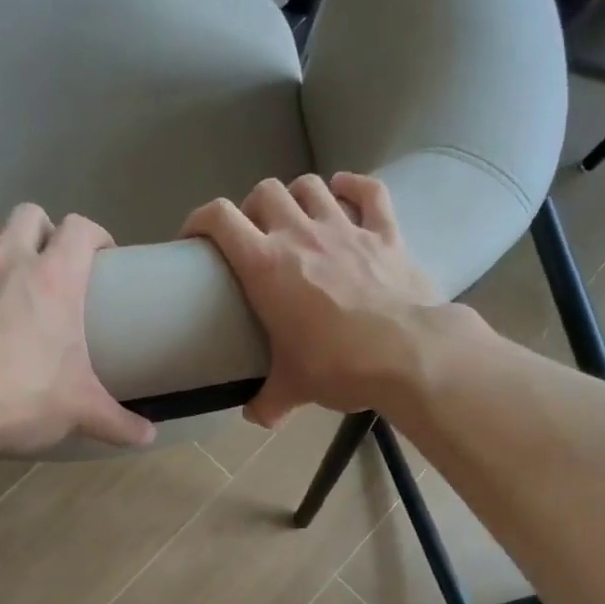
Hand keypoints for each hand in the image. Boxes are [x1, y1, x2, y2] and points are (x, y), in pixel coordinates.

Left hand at [0, 204, 153, 453]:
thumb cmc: (18, 403)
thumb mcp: (81, 413)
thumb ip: (119, 422)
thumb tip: (150, 437)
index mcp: (54, 280)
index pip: (82, 229)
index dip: (94, 236)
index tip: (98, 255)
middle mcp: (5, 256)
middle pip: (29, 214)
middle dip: (40, 232)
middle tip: (42, 264)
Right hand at [183, 173, 474, 427]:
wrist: (408, 354)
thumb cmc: (339, 366)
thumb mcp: (295, 388)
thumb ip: (269, 402)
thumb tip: (256, 418)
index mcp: (266, 265)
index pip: (220, 219)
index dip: (200, 219)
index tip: (195, 238)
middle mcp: (301, 234)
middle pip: (265, 192)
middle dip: (253, 209)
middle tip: (256, 238)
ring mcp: (346, 229)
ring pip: (312, 185)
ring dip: (297, 195)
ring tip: (297, 216)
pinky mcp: (386, 233)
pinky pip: (370, 192)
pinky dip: (355, 187)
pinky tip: (346, 191)